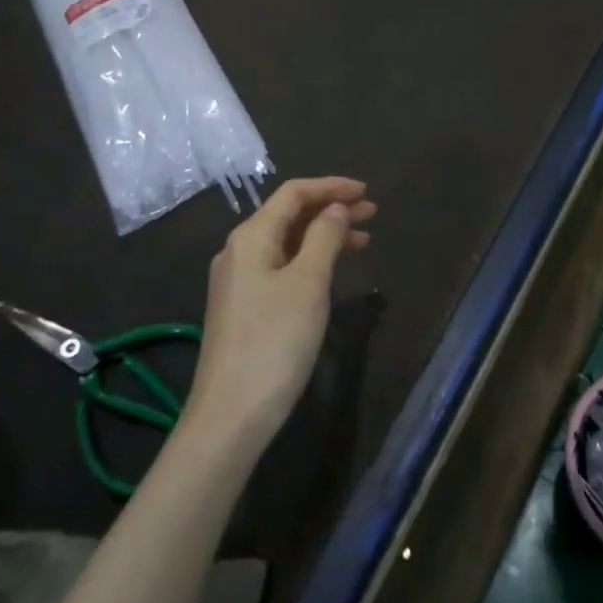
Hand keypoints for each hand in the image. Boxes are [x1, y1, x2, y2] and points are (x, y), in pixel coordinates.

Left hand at [186, 177, 376, 442]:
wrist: (231, 416)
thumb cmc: (275, 341)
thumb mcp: (308, 284)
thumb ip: (324, 237)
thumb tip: (335, 208)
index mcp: (251, 237)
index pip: (293, 194)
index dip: (331, 187)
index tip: (366, 192)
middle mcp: (239, 251)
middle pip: (289, 216)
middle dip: (331, 210)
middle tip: (372, 214)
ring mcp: (239, 281)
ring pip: (287, 243)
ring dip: (324, 236)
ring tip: (364, 241)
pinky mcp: (244, 308)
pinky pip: (281, 267)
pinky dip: (310, 260)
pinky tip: (333, 271)